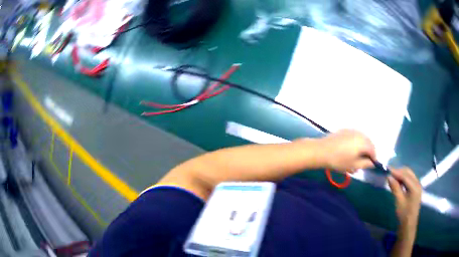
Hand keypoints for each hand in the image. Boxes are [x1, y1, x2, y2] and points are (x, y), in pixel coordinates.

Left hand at [319, 129, 375, 172]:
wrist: (321, 151)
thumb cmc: (338, 160)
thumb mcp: (353, 165)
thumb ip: (365, 164)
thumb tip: (372, 163)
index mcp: (363, 142)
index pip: (373, 149)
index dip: (373, 158)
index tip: (371, 165)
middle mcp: (359, 133)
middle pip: (368, 142)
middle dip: (368, 152)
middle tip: (364, 161)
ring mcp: (351, 130)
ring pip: (362, 139)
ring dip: (362, 147)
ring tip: (357, 157)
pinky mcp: (344, 130)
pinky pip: (355, 136)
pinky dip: (356, 142)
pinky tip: (350, 150)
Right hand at [387, 167, 421, 227]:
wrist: (408, 225)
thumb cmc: (404, 214)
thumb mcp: (399, 201)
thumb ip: (395, 187)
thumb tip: (389, 176)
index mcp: (415, 186)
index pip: (405, 175)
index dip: (396, 172)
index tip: (387, 169)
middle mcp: (418, 183)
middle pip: (408, 172)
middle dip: (399, 171)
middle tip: (389, 174)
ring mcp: (417, 186)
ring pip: (409, 175)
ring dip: (401, 175)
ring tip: (392, 178)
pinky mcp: (415, 189)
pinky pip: (409, 179)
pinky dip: (403, 179)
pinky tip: (398, 182)